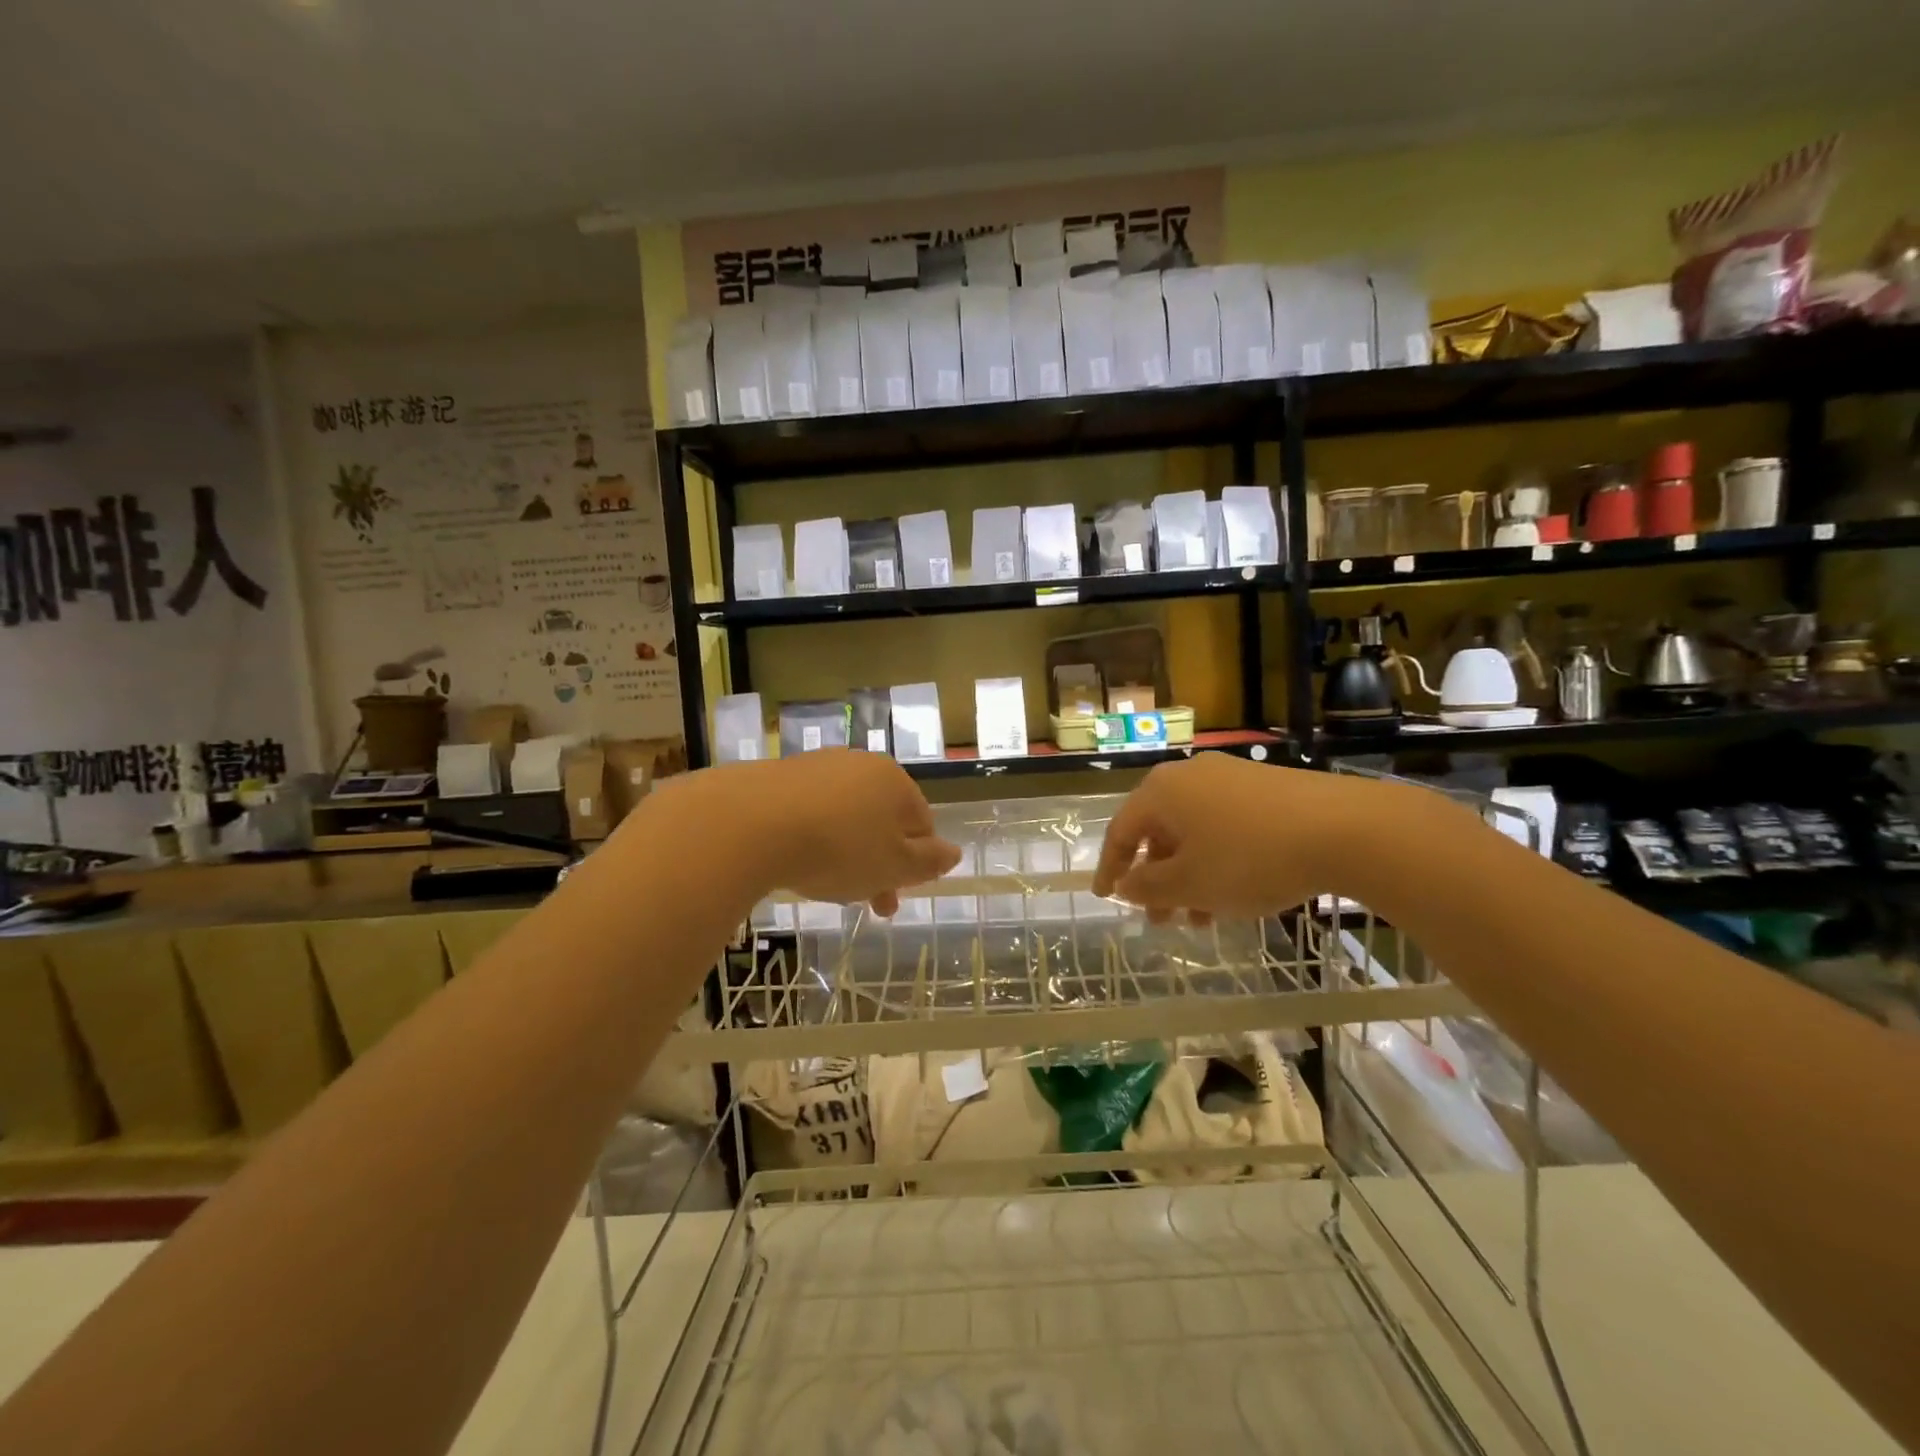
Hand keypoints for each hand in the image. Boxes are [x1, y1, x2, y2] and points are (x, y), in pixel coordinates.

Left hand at [732, 750, 960, 914]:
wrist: (750, 823)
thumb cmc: (838, 848)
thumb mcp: (894, 866)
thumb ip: (928, 862)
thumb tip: (954, 852)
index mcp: (895, 782)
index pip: (921, 823)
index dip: (914, 864)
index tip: (893, 898)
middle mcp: (860, 764)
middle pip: (881, 819)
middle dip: (878, 863)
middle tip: (866, 904)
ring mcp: (818, 766)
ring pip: (845, 816)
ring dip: (845, 851)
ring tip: (827, 885)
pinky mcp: (779, 775)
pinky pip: (809, 810)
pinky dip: (811, 836)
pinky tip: (796, 860)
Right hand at [1091, 753, 1412, 919]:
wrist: (1344, 829)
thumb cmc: (1250, 858)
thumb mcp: (1191, 884)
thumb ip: (1149, 888)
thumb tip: (1126, 884)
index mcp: (1162, 791)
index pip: (1121, 830)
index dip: (1111, 868)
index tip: (1107, 897)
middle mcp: (1191, 776)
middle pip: (1159, 831)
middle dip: (1156, 880)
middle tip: (1160, 919)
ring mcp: (1231, 777)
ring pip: (1194, 832)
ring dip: (1189, 876)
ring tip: (1201, 919)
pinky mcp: (1266, 788)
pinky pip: (1225, 827)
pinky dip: (1218, 861)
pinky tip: (1236, 893)